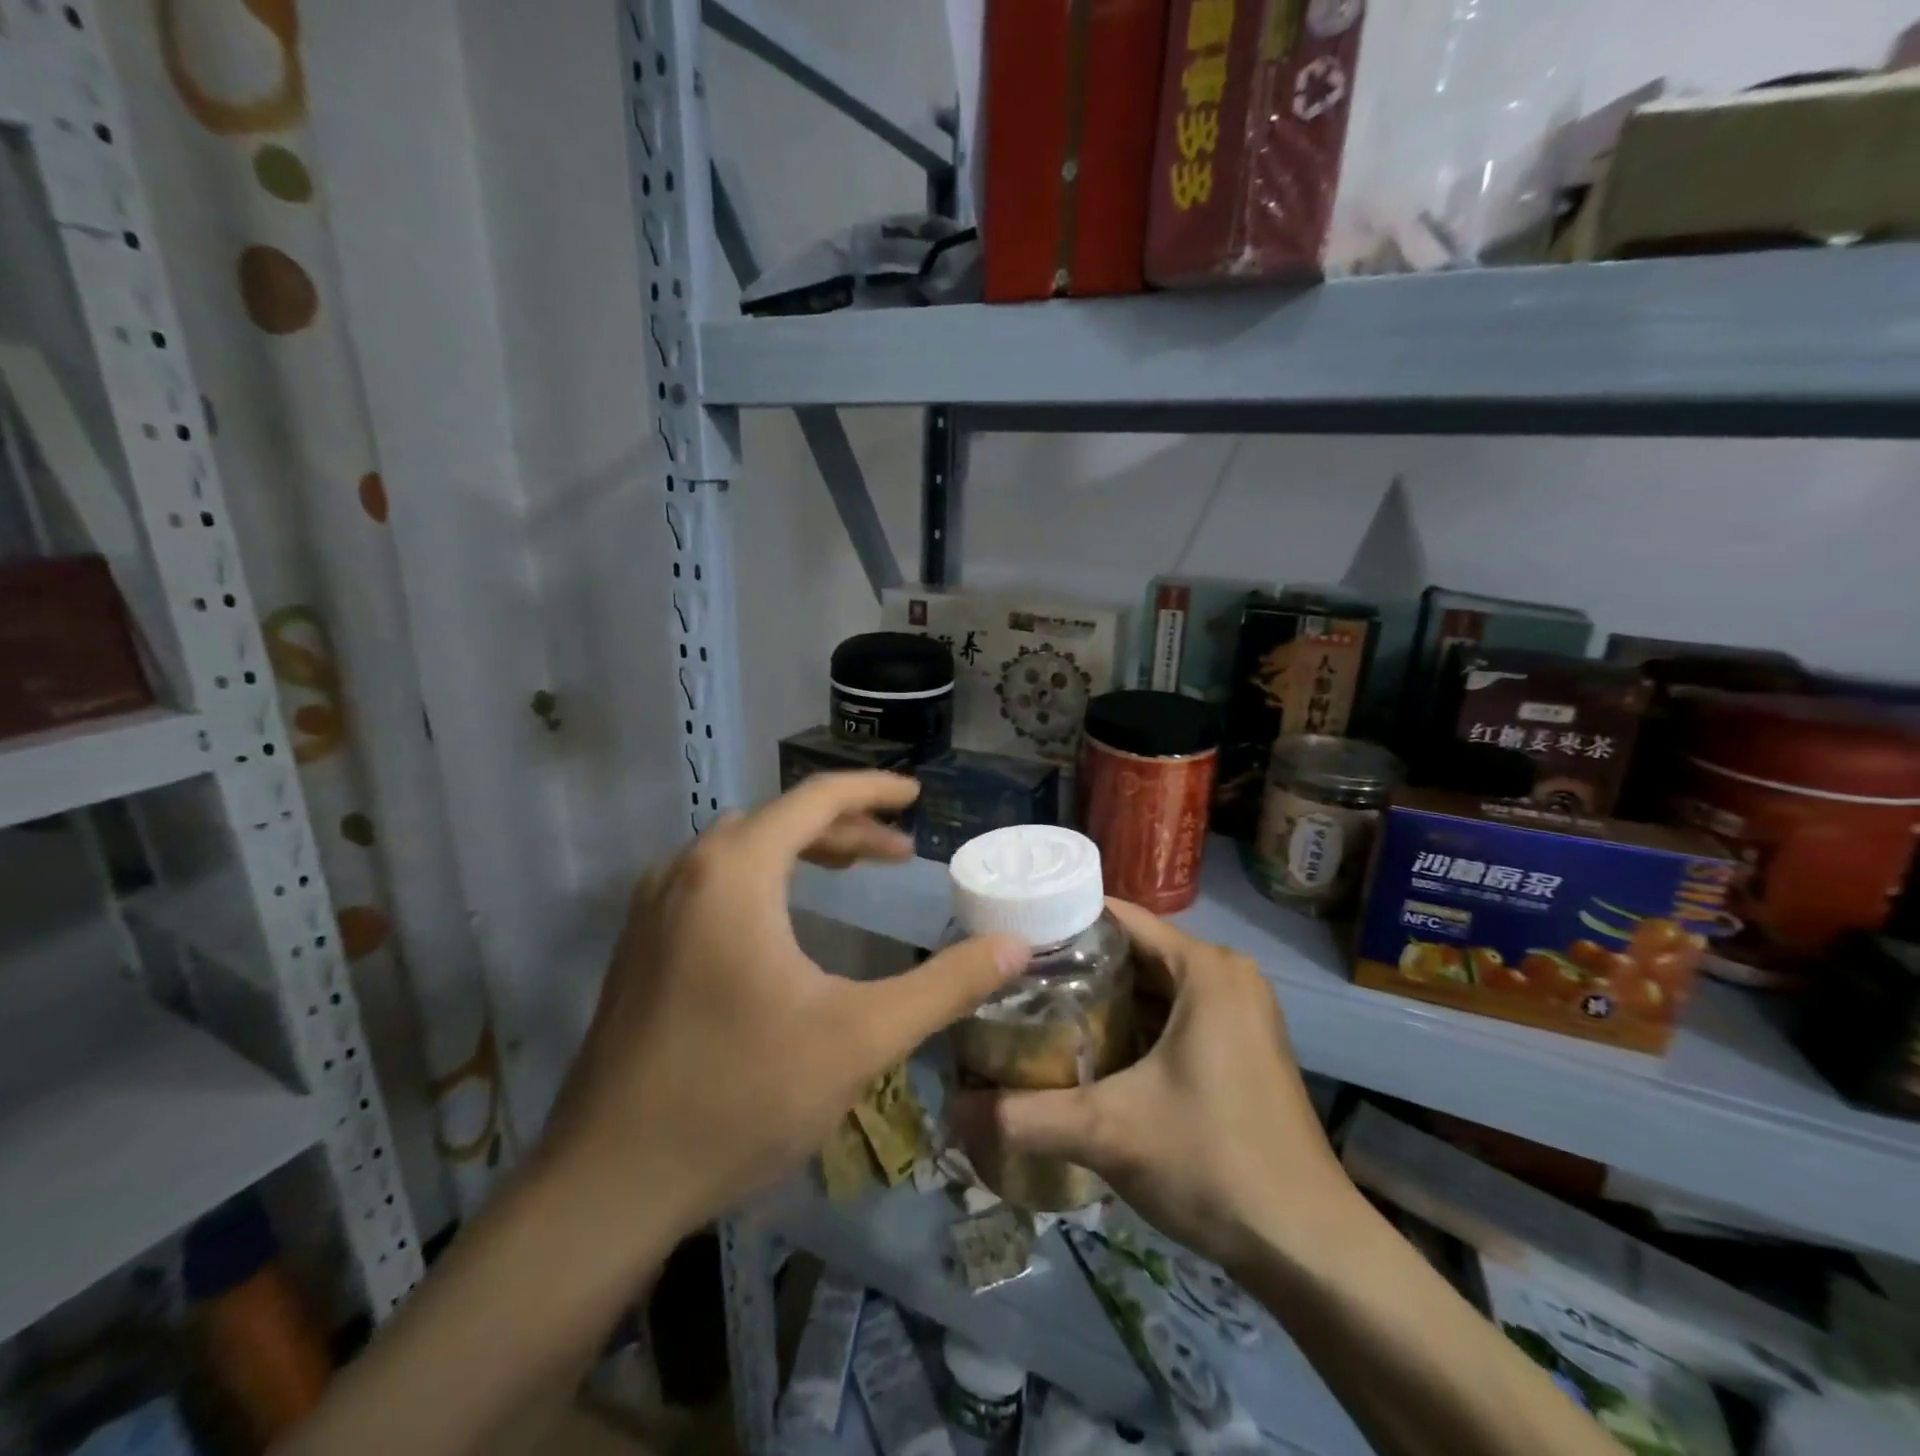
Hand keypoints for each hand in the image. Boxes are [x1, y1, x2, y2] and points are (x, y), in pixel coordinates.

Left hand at [544, 772, 1026, 1242]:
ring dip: (804, 850)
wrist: (608, 1184)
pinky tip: (788, 921)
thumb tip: (1018, 947)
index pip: (815, 797)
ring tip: (855, 870)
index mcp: (735, 871)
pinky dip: (767, 878)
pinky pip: (715, 881)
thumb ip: (945, 985)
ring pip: (744, 849)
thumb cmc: (741, 1096)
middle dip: (846, 827)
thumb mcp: (860, 1037)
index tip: (917, 795)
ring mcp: (654, 907)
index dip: (873, 790)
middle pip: (780, 819)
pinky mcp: (641, 945)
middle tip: (899, 851)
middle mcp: (686, 870)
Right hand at [960, 900, 1348, 1272]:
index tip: (1012, 943)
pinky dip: (1135, 1026)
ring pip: (1154, 987)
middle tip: (1016, 986)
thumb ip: (1026, 1116)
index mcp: (1205, 968)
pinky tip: (1092, 1054)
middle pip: (1134, 952)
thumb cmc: (1213, 1161)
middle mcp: (1226, 975)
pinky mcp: (1242, 1047)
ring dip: (1104, 1000)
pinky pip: (1175, 1015)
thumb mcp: (1109, 1131)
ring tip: (1040, 1016)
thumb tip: (952, 1114)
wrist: (1308, 1247)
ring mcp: (1239, 1012)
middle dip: (1076, 968)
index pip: (1118, 918)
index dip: (1062, 925)